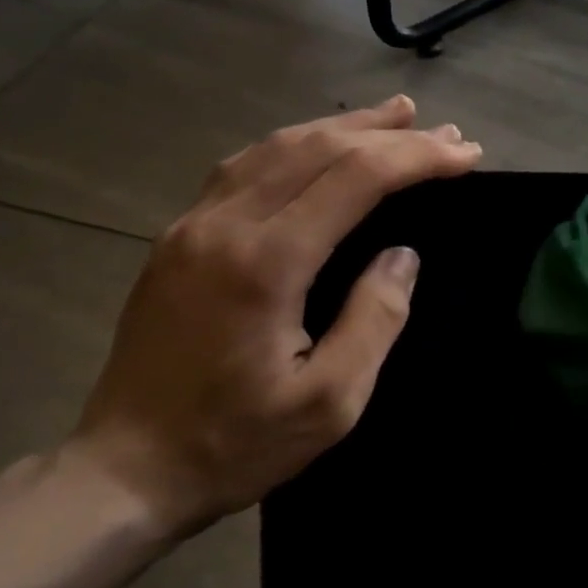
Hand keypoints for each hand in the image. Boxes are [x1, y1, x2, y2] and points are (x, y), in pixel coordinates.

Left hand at [69, 96, 482, 537]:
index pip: (355, 177)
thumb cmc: (235, 443)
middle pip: (320, 148)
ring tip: (396, 115)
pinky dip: (296, 142)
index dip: (417, 158)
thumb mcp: (329, 402)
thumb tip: (402, 255)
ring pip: (279, 146)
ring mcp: (193, 224)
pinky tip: (319, 142)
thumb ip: (374, 319)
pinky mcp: (179, 235)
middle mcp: (225, 225)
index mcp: (266, 262)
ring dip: (344, 126)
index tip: (465, 154)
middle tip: (445, 133)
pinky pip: (246, 165)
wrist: (122, 471)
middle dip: (391, 135)